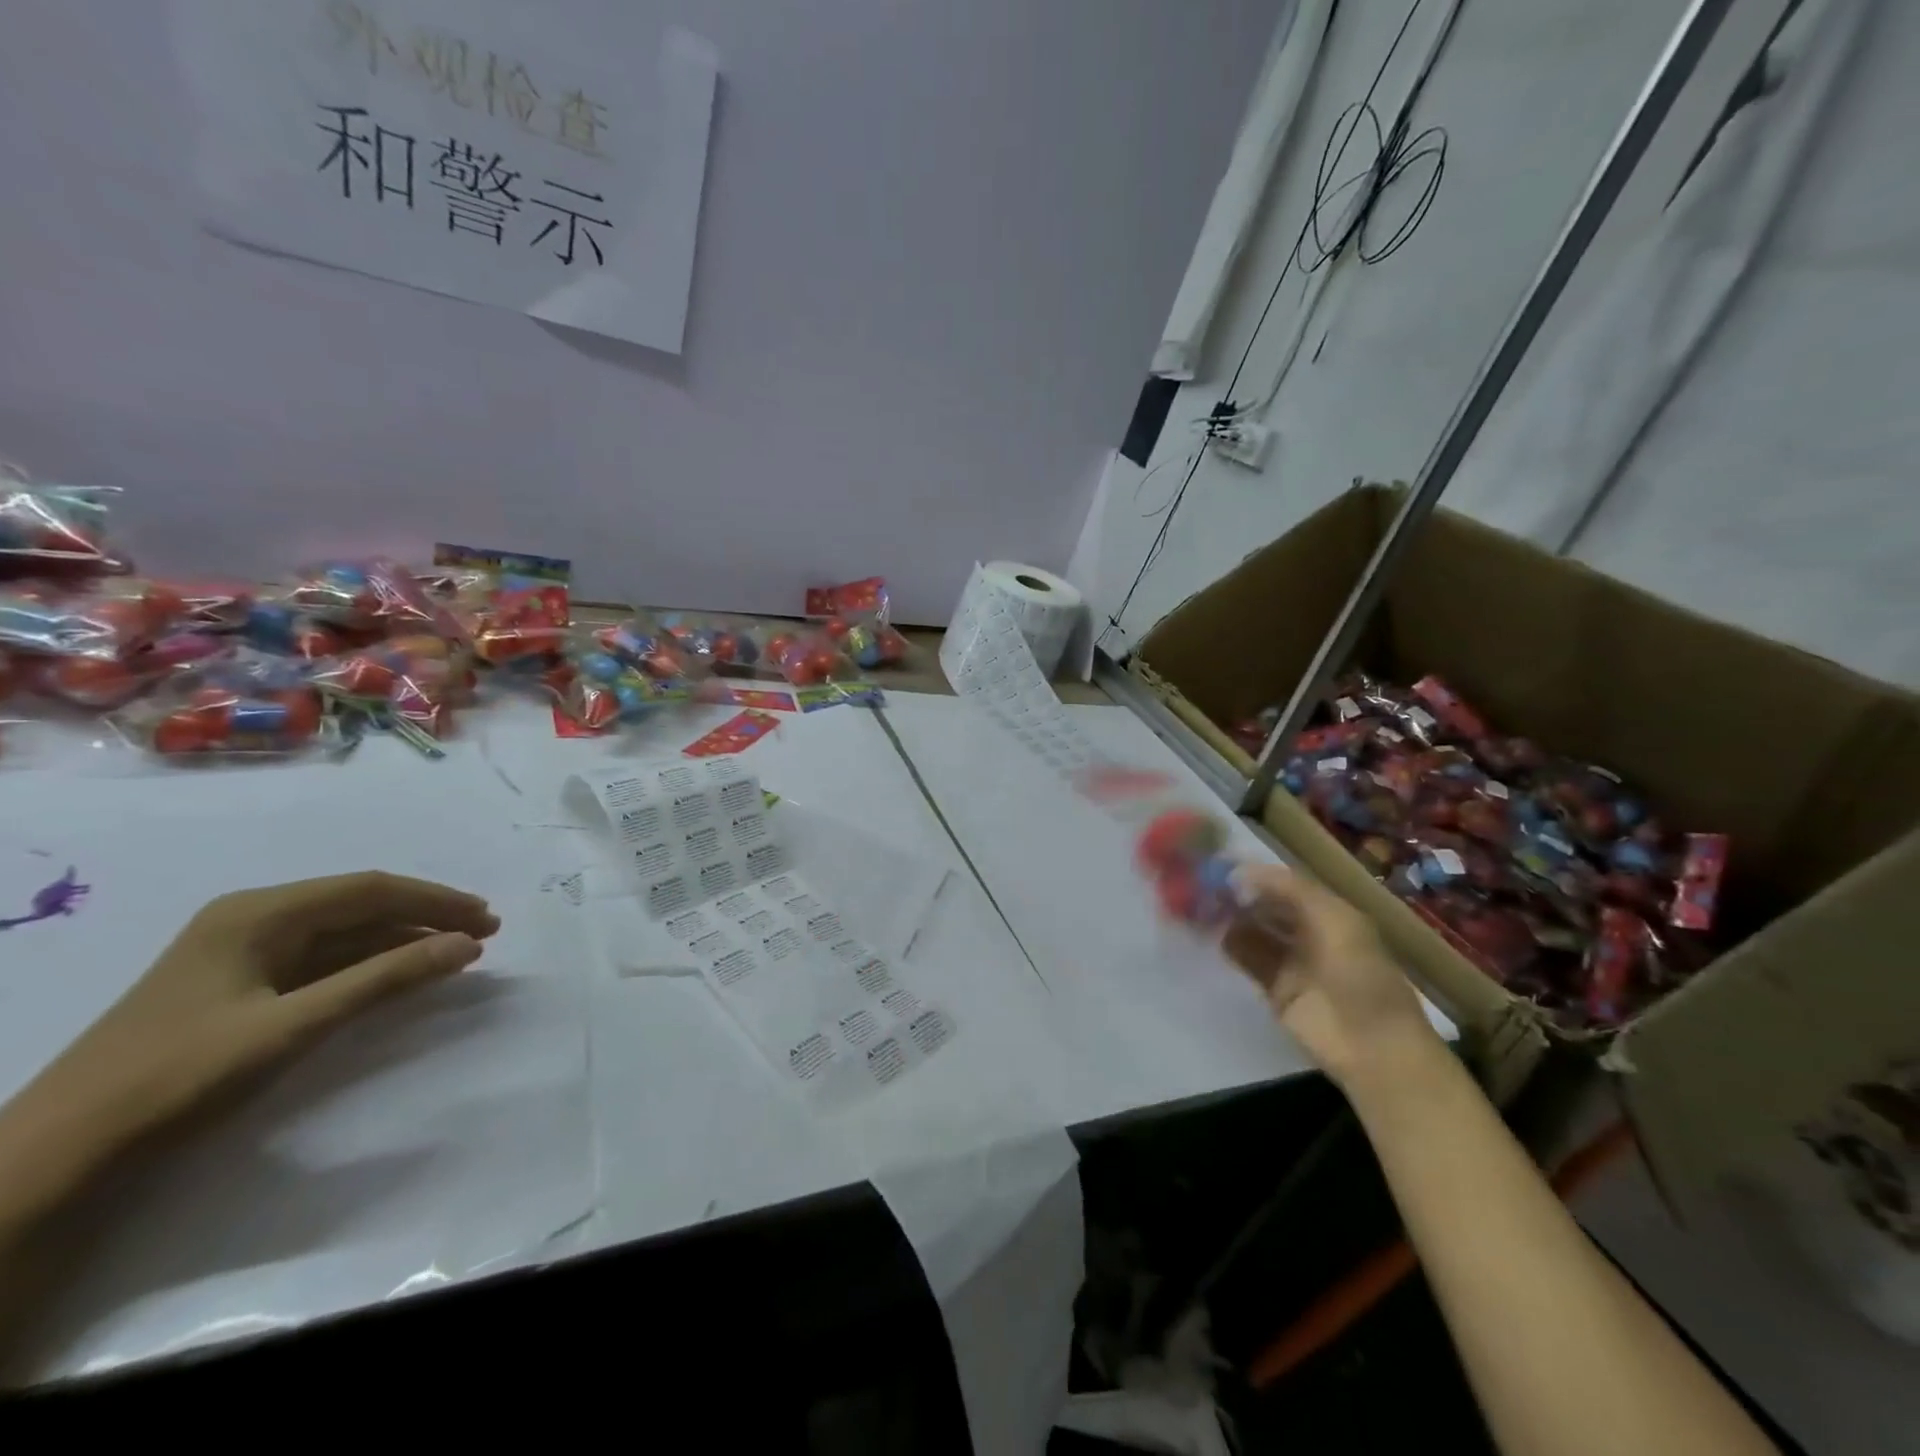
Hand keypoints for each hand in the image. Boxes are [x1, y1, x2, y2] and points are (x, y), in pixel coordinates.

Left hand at [0, 872, 497, 1205]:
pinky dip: (371, 963)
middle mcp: (254, 919)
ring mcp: (245, 952)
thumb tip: (466, 946)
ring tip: (456, 952)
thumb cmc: (180, 1077)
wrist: (62, 1154)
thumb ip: (384, 979)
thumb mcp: (293, 1025)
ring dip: (403, 940)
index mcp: (259, 913)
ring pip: (346, 933)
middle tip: (483, 934)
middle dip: (426, 917)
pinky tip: (401, 974)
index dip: (435, 900)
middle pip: (360, 905)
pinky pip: (325, 960)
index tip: (486, 920)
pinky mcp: (242, 985)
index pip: (370, 889)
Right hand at [1221, 862, 1440, 1088]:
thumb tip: (1241, 872)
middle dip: (1239, 895)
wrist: (1372, 1047)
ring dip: (1230, 918)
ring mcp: (1293, 962)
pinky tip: (1207, 931)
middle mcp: (1310, 933)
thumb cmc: (1360, 975)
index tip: (1221, 866)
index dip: (1256, 875)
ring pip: (1254, 931)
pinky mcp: (1276, 989)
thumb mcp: (1335, 920)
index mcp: (1330, 913)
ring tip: (1197, 904)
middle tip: (1202, 884)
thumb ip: (1290, 890)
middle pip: (1268, 907)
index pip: (1286, 885)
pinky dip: (1229, 945)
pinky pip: (1249, 960)